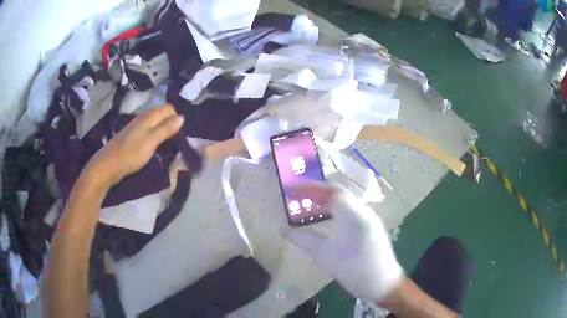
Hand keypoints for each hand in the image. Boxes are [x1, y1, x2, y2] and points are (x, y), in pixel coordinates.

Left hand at [85, 105, 183, 185]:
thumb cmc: (130, 154)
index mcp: (148, 116)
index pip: (168, 108)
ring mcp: (136, 127)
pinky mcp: (133, 136)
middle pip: (161, 114)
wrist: (108, 165)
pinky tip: (155, 147)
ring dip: (163, 131)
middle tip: (175, 141)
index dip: (176, 118)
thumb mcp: (151, 142)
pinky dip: (155, 136)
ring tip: (167, 145)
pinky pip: (148, 131)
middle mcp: (143, 118)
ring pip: (155, 123)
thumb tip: (182, 117)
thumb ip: (165, 129)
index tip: (180, 133)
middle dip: (170, 124)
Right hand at [286, 184, 403, 302]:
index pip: (331, 190)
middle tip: (299, 197)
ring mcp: (371, 218)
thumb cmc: (353, 269)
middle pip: (339, 193)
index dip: (311, 187)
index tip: (294, 189)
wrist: (382, 283)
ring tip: (310, 206)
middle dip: (318, 193)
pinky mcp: (373, 227)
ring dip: (328, 201)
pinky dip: (337, 210)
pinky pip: (353, 211)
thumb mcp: (324, 255)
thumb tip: (284, 230)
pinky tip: (329, 219)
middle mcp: (364, 211)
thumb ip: (304, 239)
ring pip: (347, 202)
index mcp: (353, 214)